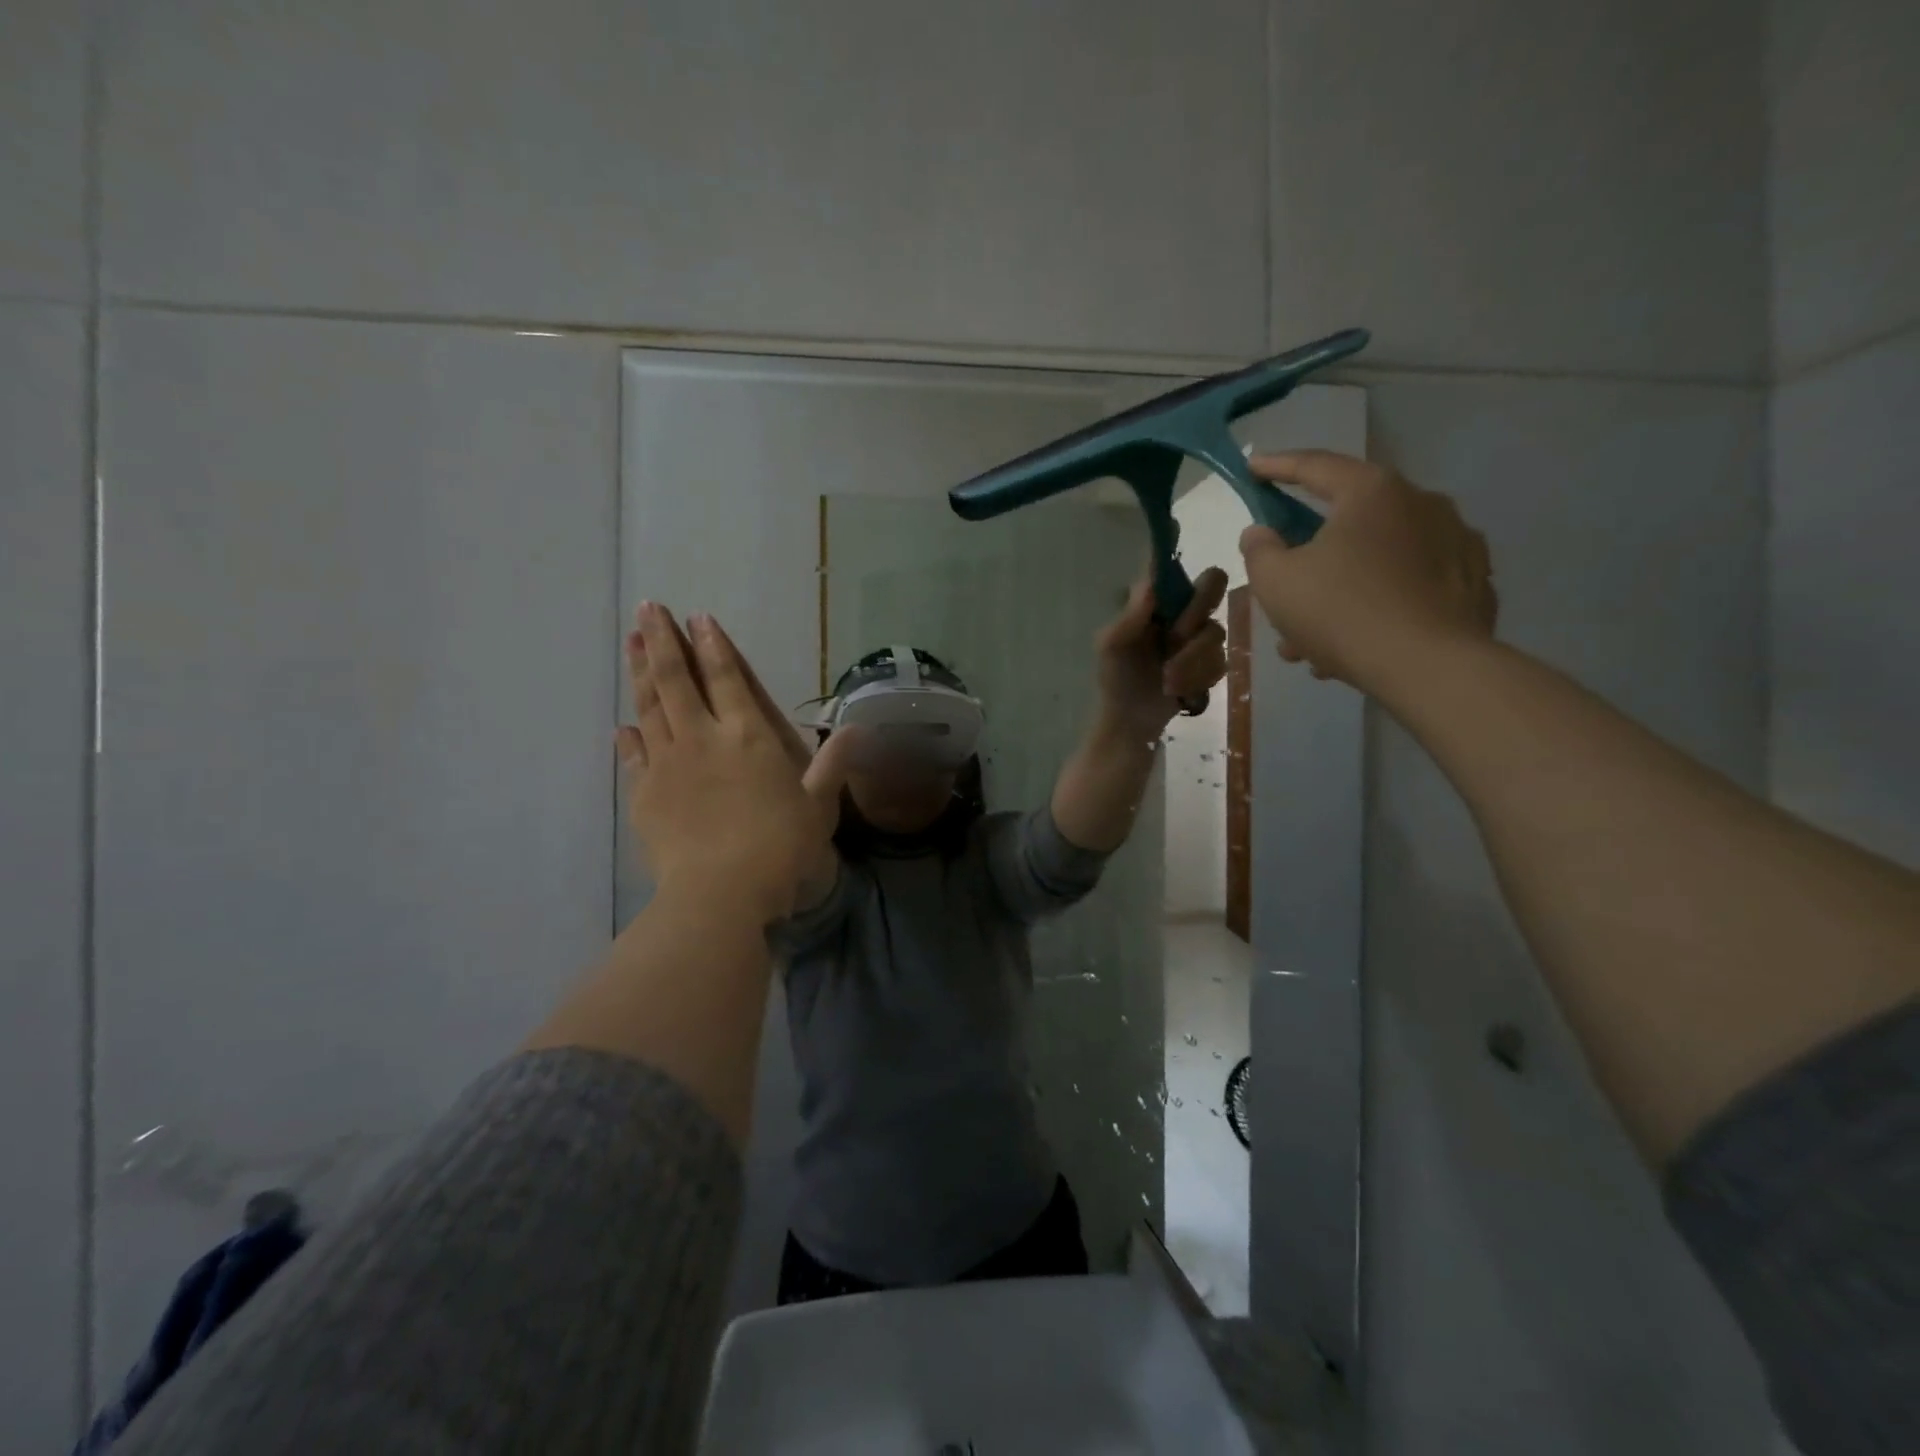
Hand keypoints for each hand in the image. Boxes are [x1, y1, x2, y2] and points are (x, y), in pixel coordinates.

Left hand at [619, 604, 860, 923]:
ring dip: (641, 672)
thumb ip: (833, 764)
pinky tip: (624, 725)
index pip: (726, 678)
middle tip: (648, 608)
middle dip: (663, 640)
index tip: (697, 617)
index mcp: (747, 736)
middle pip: (677, 679)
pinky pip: (634, 756)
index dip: (713, 645)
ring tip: (632, 643)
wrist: (721, 892)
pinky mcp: (644, 793)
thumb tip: (859, 729)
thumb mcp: (818, 805)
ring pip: (650, 707)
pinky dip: (629, 737)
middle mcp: (702, 738)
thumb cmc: (780, 847)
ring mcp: (667, 763)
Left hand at [1094, 565, 1229, 734]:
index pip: (1172, 570)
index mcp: (1154, 602)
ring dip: (1191, 660)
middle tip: (1176, 637)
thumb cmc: (1115, 678)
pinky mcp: (1212, 663)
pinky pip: (1221, 661)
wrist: (1130, 722)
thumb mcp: (1111, 647)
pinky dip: (1199, 679)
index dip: (1178, 568)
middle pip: (1212, 584)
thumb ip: (1129, 618)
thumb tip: (1149, 585)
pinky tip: (1179, 692)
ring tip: (1167, 681)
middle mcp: (1181, 611)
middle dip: (1196, 613)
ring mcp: (1199, 636)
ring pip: (1216, 631)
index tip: (1174, 583)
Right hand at [1238, 451, 1497, 691]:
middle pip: (1347, 520)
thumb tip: (1261, 532)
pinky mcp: (1473, 582)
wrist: (1430, 667)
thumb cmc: (1342, 612)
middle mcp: (1421, 502)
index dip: (1277, 467)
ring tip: (1312, 639)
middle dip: (1308, 555)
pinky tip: (1359, 641)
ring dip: (1339, 590)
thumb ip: (1259, 550)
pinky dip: (1379, 603)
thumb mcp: (1276, 582)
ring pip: (1377, 559)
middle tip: (1282, 583)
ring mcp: (1456, 541)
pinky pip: (1409, 584)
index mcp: (1371, 492)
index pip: (1314, 466)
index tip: (1253, 468)